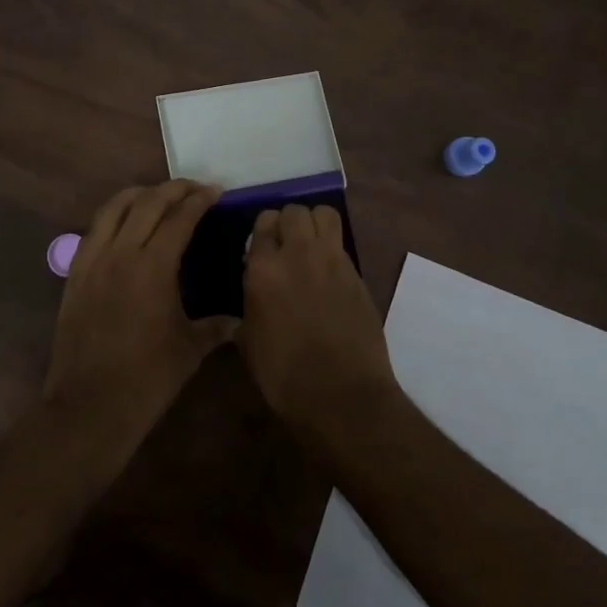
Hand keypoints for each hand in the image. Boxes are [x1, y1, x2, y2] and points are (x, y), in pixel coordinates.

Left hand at [45, 180, 231, 447]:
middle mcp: (121, 254)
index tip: (216, 191)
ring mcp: (93, 261)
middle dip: (173, 189)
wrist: (90, 405)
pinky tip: (124, 223)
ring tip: (158, 195)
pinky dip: (113, 216)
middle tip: (194, 188)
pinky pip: (94, 230)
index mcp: (154, 267)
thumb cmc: (147, 379)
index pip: (179, 218)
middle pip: (147, 203)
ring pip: (114, 208)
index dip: (199, 200)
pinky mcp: (75, 274)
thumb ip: (216, 327)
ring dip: (140, 194)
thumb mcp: (190, 350)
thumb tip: (239, 320)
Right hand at [238, 203, 398, 433]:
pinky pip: (342, 244)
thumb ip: (250, 305)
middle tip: (285, 244)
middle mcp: (298, 254)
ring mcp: (332, 261)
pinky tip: (327, 271)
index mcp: (263, 269)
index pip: (262, 224)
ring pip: (324, 214)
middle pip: (294, 211)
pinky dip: (332, 247)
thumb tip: (255, 292)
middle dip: (287, 221)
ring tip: (309, 245)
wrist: (342, 395)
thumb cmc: (284, 376)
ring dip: (314, 223)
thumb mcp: (250, 342)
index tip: (262, 247)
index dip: (262, 231)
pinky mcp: (357, 274)